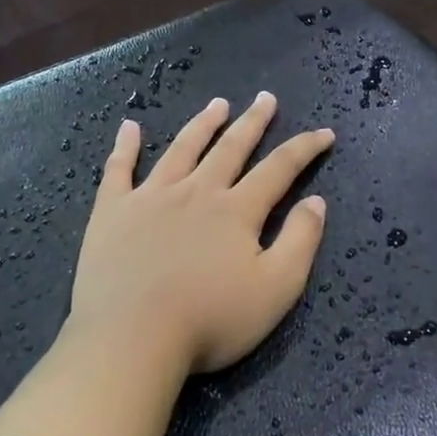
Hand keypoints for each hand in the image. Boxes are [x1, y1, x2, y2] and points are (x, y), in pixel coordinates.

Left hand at [69, 92, 334, 376]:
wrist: (133, 337)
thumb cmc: (210, 320)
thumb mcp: (275, 290)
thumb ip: (300, 242)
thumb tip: (316, 201)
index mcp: (236, 211)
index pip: (279, 169)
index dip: (304, 149)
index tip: (323, 133)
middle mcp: (196, 192)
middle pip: (230, 148)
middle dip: (252, 122)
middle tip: (265, 98)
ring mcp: (150, 197)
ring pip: (182, 149)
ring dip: (202, 124)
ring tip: (217, 104)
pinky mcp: (113, 211)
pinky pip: (119, 169)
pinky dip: (125, 146)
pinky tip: (129, 127)